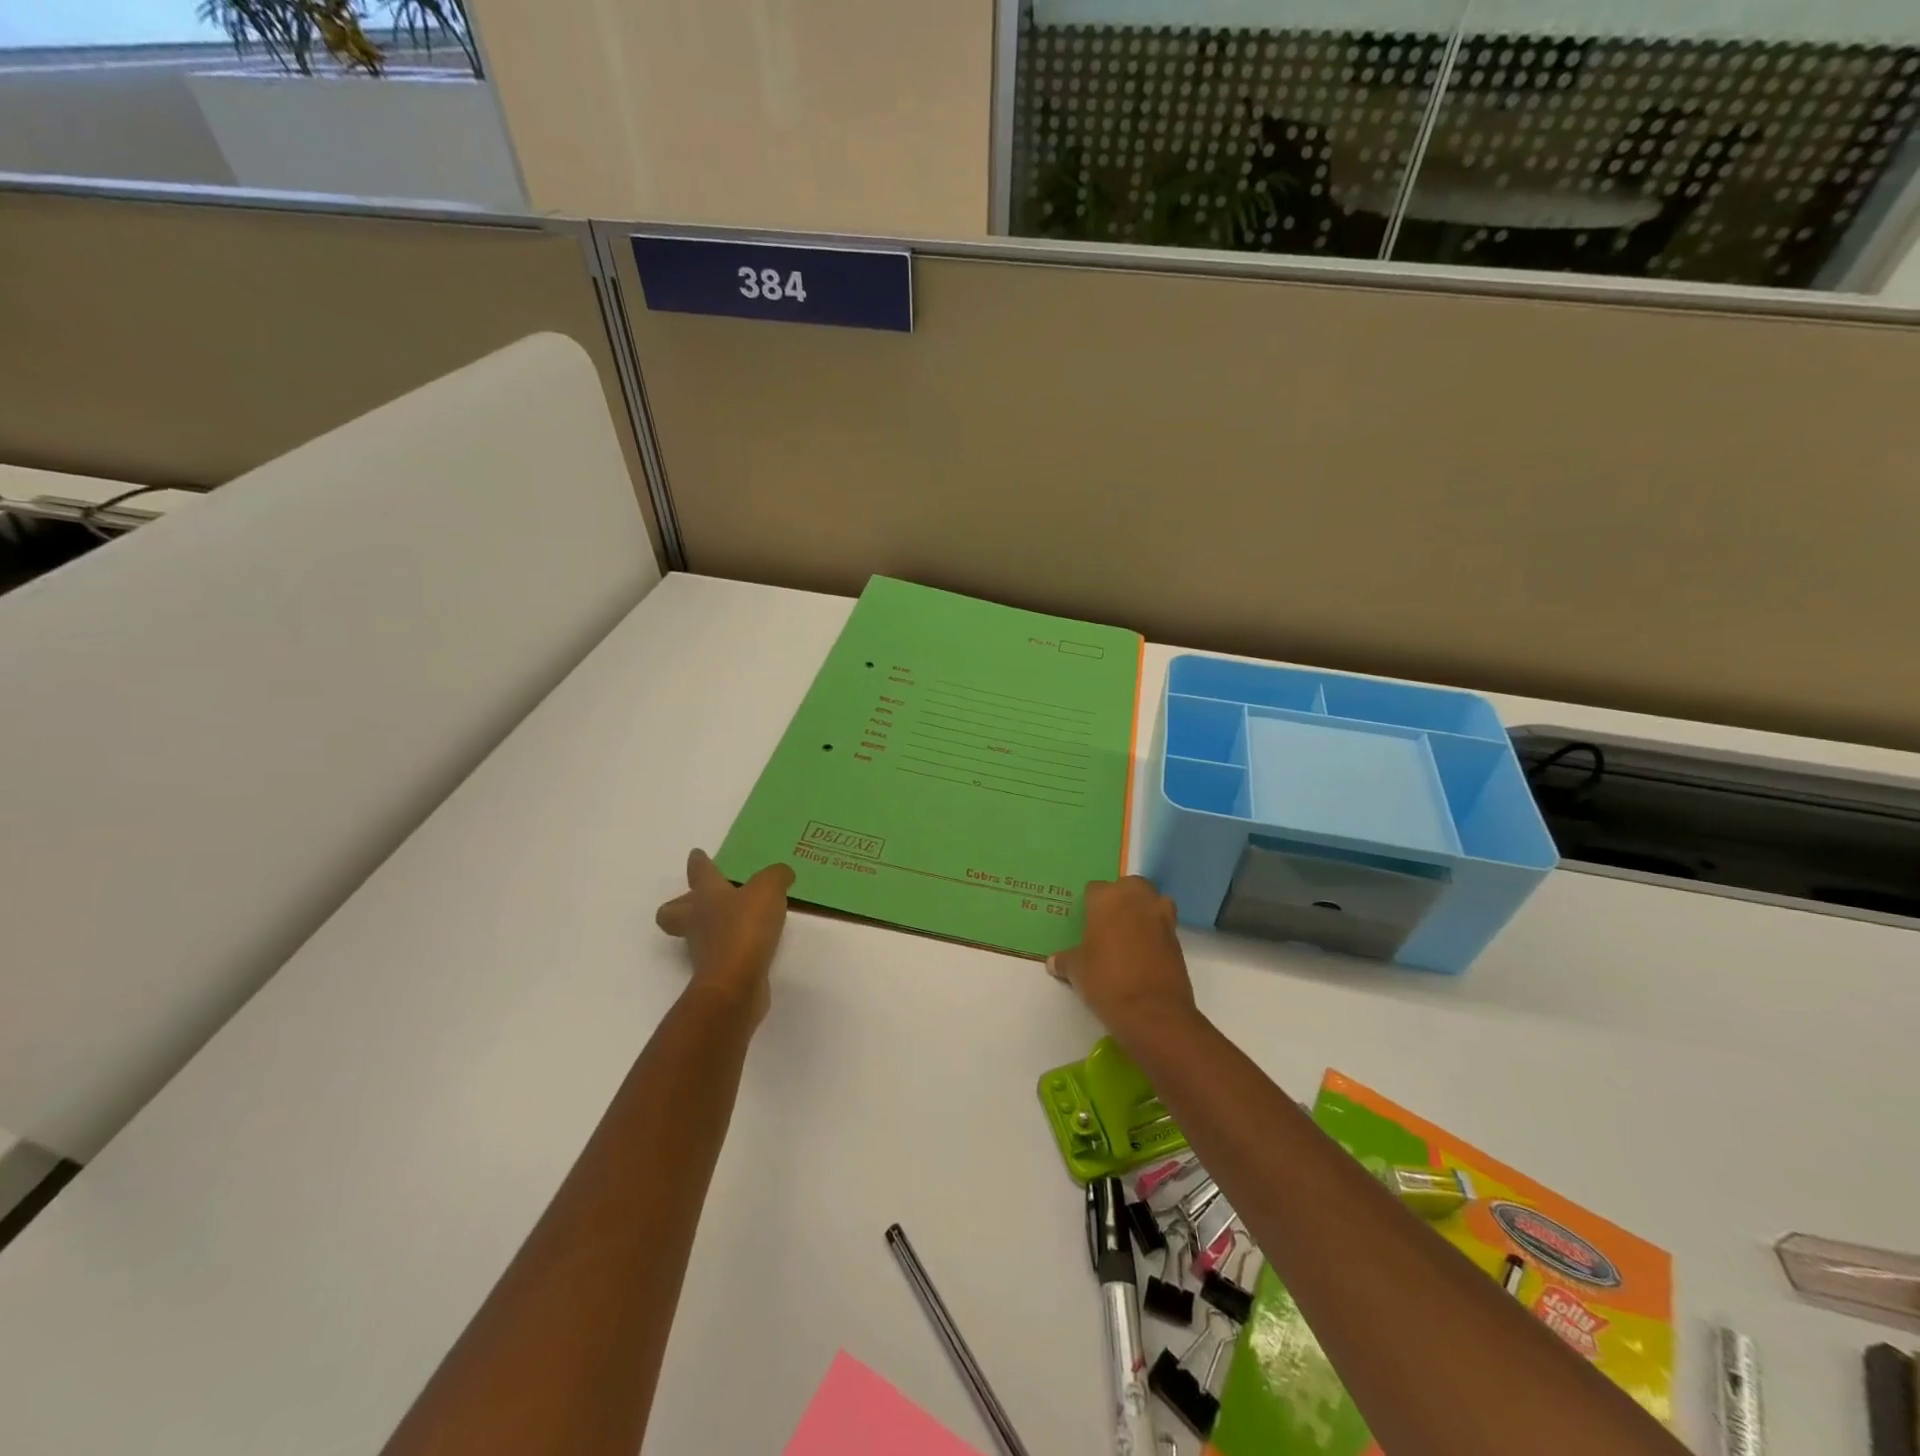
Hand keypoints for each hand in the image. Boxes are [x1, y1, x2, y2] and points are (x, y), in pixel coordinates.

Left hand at [654, 850, 794, 1025]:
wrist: (735, 983)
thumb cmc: (745, 928)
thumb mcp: (768, 890)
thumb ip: (776, 876)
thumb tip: (782, 874)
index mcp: (707, 895)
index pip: (700, 872)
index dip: (699, 862)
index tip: (696, 854)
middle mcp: (699, 920)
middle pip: (674, 911)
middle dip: (682, 903)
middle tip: (698, 899)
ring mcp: (704, 949)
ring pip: (697, 933)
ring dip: (710, 927)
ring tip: (737, 921)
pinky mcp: (717, 972)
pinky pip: (721, 953)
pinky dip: (733, 947)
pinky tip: (753, 944)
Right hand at [1047, 876, 1195, 1038]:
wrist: (1153, 1012)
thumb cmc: (1106, 981)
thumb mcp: (1076, 971)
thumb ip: (1065, 960)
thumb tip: (1054, 961)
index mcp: (1107, 899)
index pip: (1095, 889)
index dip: (1089, 904)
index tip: (1085, 921)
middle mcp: (1137, 899)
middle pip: (1129, 885)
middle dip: (1121, 898)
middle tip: (1108, 922)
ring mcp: (1162, 917)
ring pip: (1153, 901)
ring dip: (1144, 910)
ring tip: (1130, 933)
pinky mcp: (1178, 939)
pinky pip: (1164, 925)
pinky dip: (1156, 933)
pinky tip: (1144, 953)